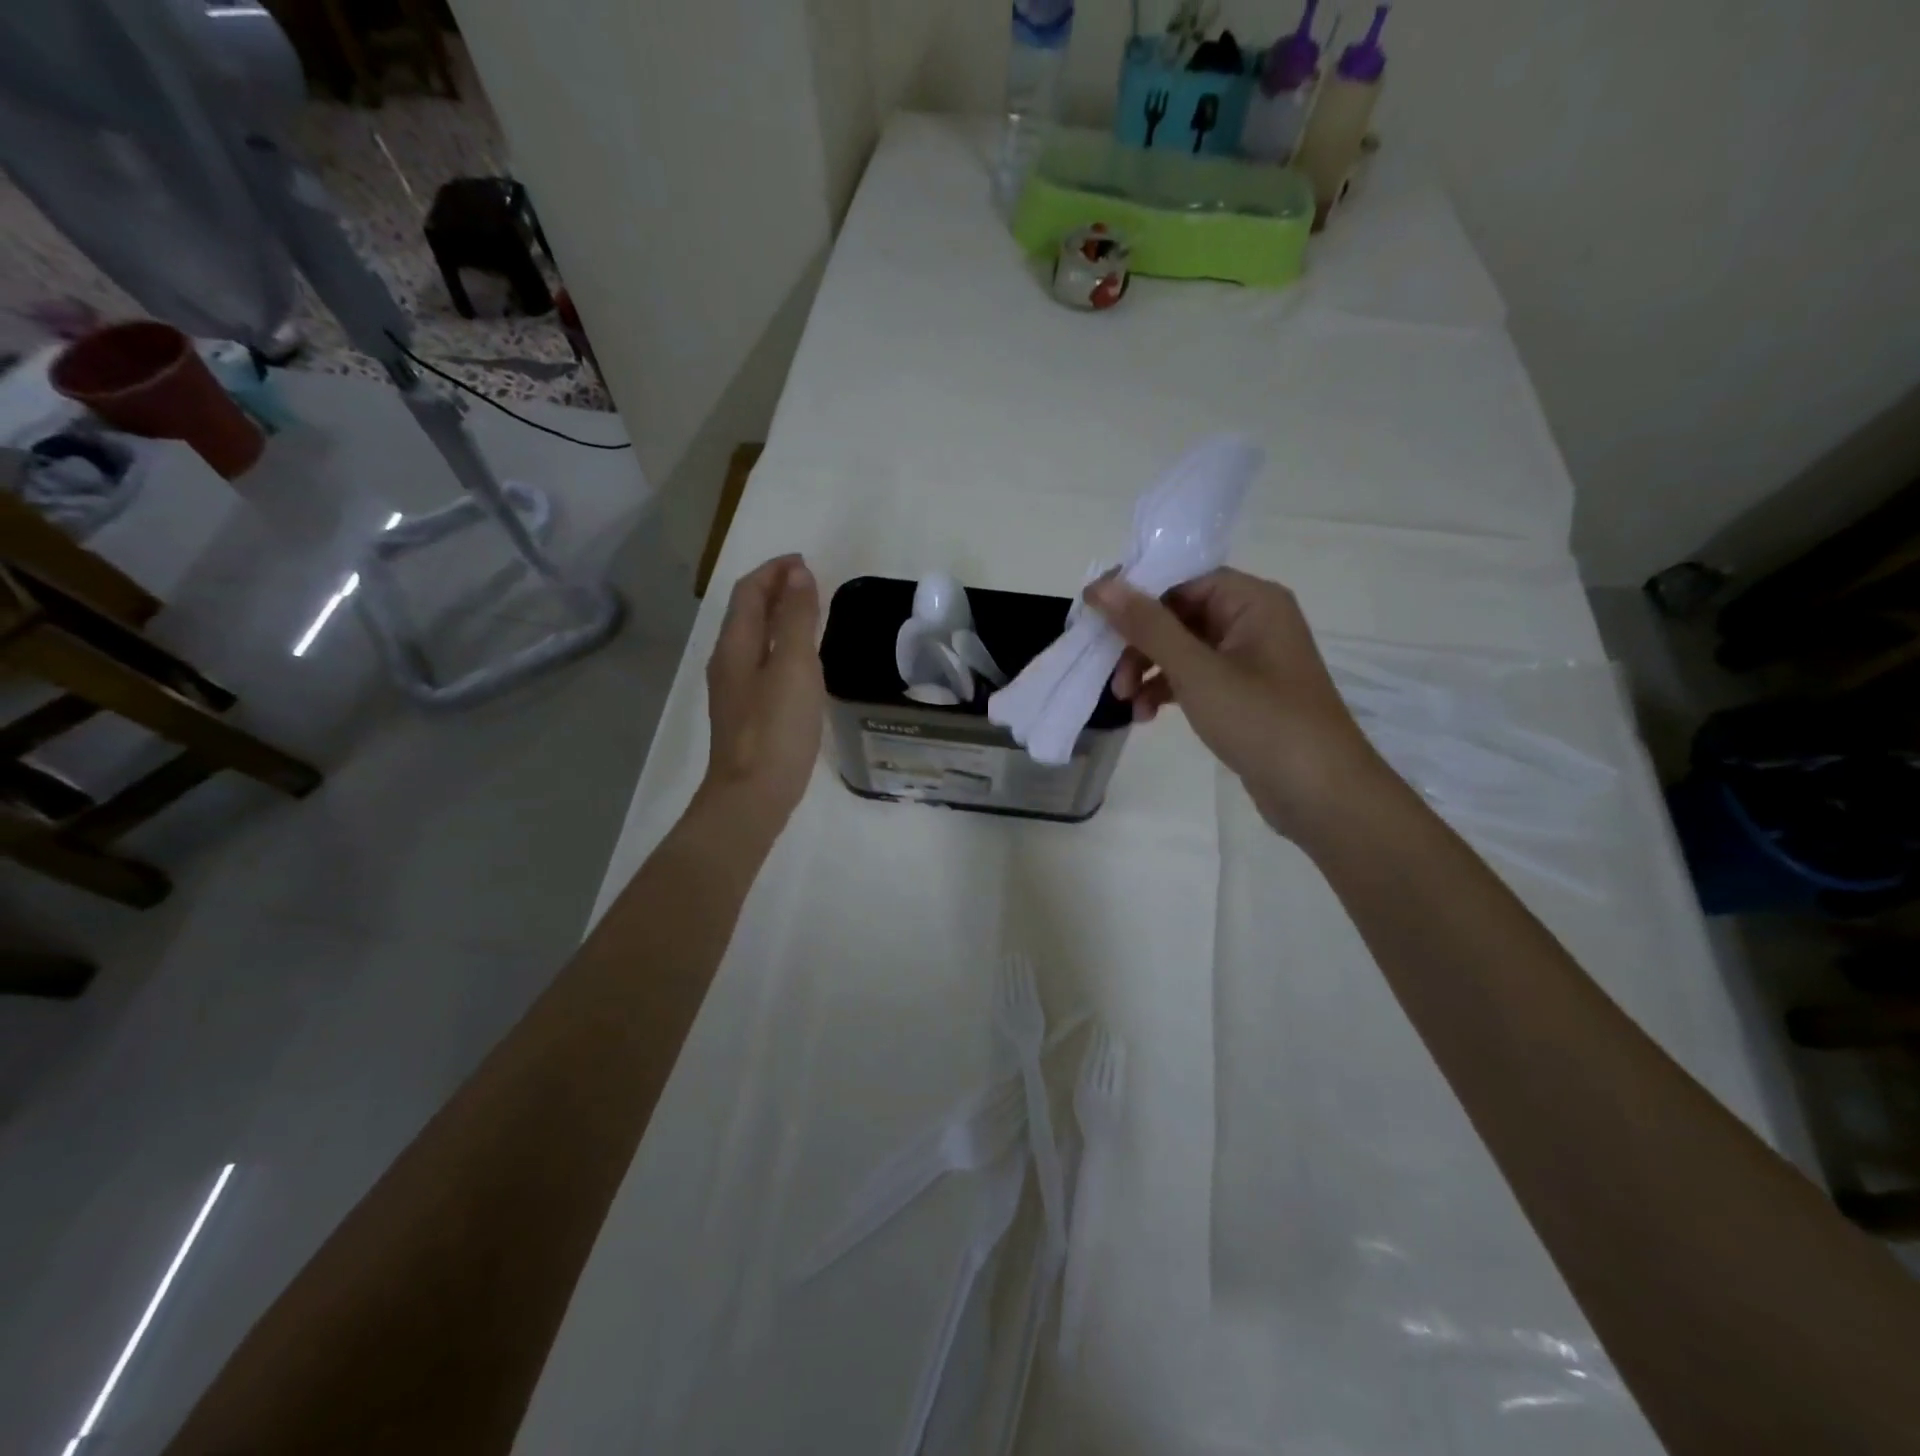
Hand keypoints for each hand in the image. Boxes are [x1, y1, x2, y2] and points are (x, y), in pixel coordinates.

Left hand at [699, 554, 824, 829]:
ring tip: (809, 614)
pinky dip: (781, 647)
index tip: (804, 561)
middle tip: (810, 583)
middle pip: (747, 613)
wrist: (752, 796)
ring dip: (778, 618)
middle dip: (774, 590)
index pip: (749, 592)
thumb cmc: (776, 729)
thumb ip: (797, 619)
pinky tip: (801, 663)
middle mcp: (728, 662)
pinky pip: (762, 663)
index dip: (773, 571)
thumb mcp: (795, 667)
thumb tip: (797, 573)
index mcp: (736, 645)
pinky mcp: (747, 713)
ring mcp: (735, 690)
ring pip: (754, 639)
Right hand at [1087, 568, 1388, 839]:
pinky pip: (1194, 678)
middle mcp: (1252, 621)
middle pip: (1178, 615)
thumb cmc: (1261, 720)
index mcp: (1252, 601)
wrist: (1320, 794)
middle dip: (1138, 644)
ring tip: (1124, 702)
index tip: (1093, 616)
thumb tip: (1102, 585)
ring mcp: (1249, 660)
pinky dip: (1167, 691)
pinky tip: (1145, 716)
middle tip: (1111, 676)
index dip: (1135, 593)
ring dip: (1147, 671)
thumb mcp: (1196, 670)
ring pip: (1182, 650)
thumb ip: (1147, 626)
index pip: (1182, 578)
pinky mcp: (1243, 694)